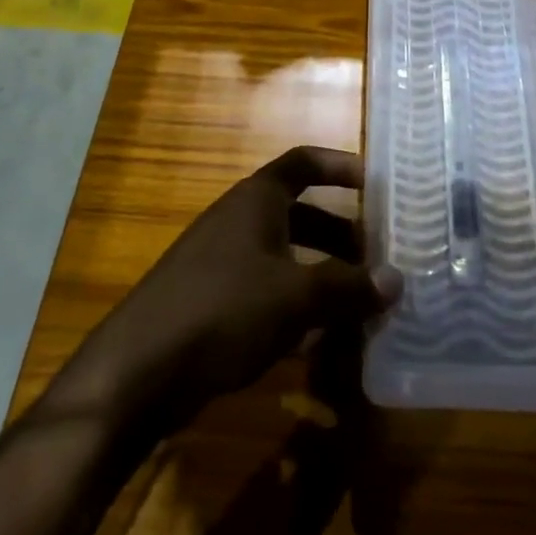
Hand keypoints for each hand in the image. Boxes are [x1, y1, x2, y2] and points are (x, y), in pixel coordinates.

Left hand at [47, 147, 398, 437]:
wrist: (138, 371)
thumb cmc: (223, 311)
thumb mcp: (296, 298)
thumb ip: (348, 287)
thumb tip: (397, 279)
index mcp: (257, 199)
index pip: (305, 162)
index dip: (340, 167)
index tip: (376, 184)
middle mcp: (239, 220)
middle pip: (301, 213)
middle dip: (341, 235)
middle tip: (378, 260)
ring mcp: (221, 261)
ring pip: (285, 255)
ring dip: (321, 274)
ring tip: (358, 302)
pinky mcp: (211, 301)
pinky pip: (266, 289)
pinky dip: (295, 304)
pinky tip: (318, 340)